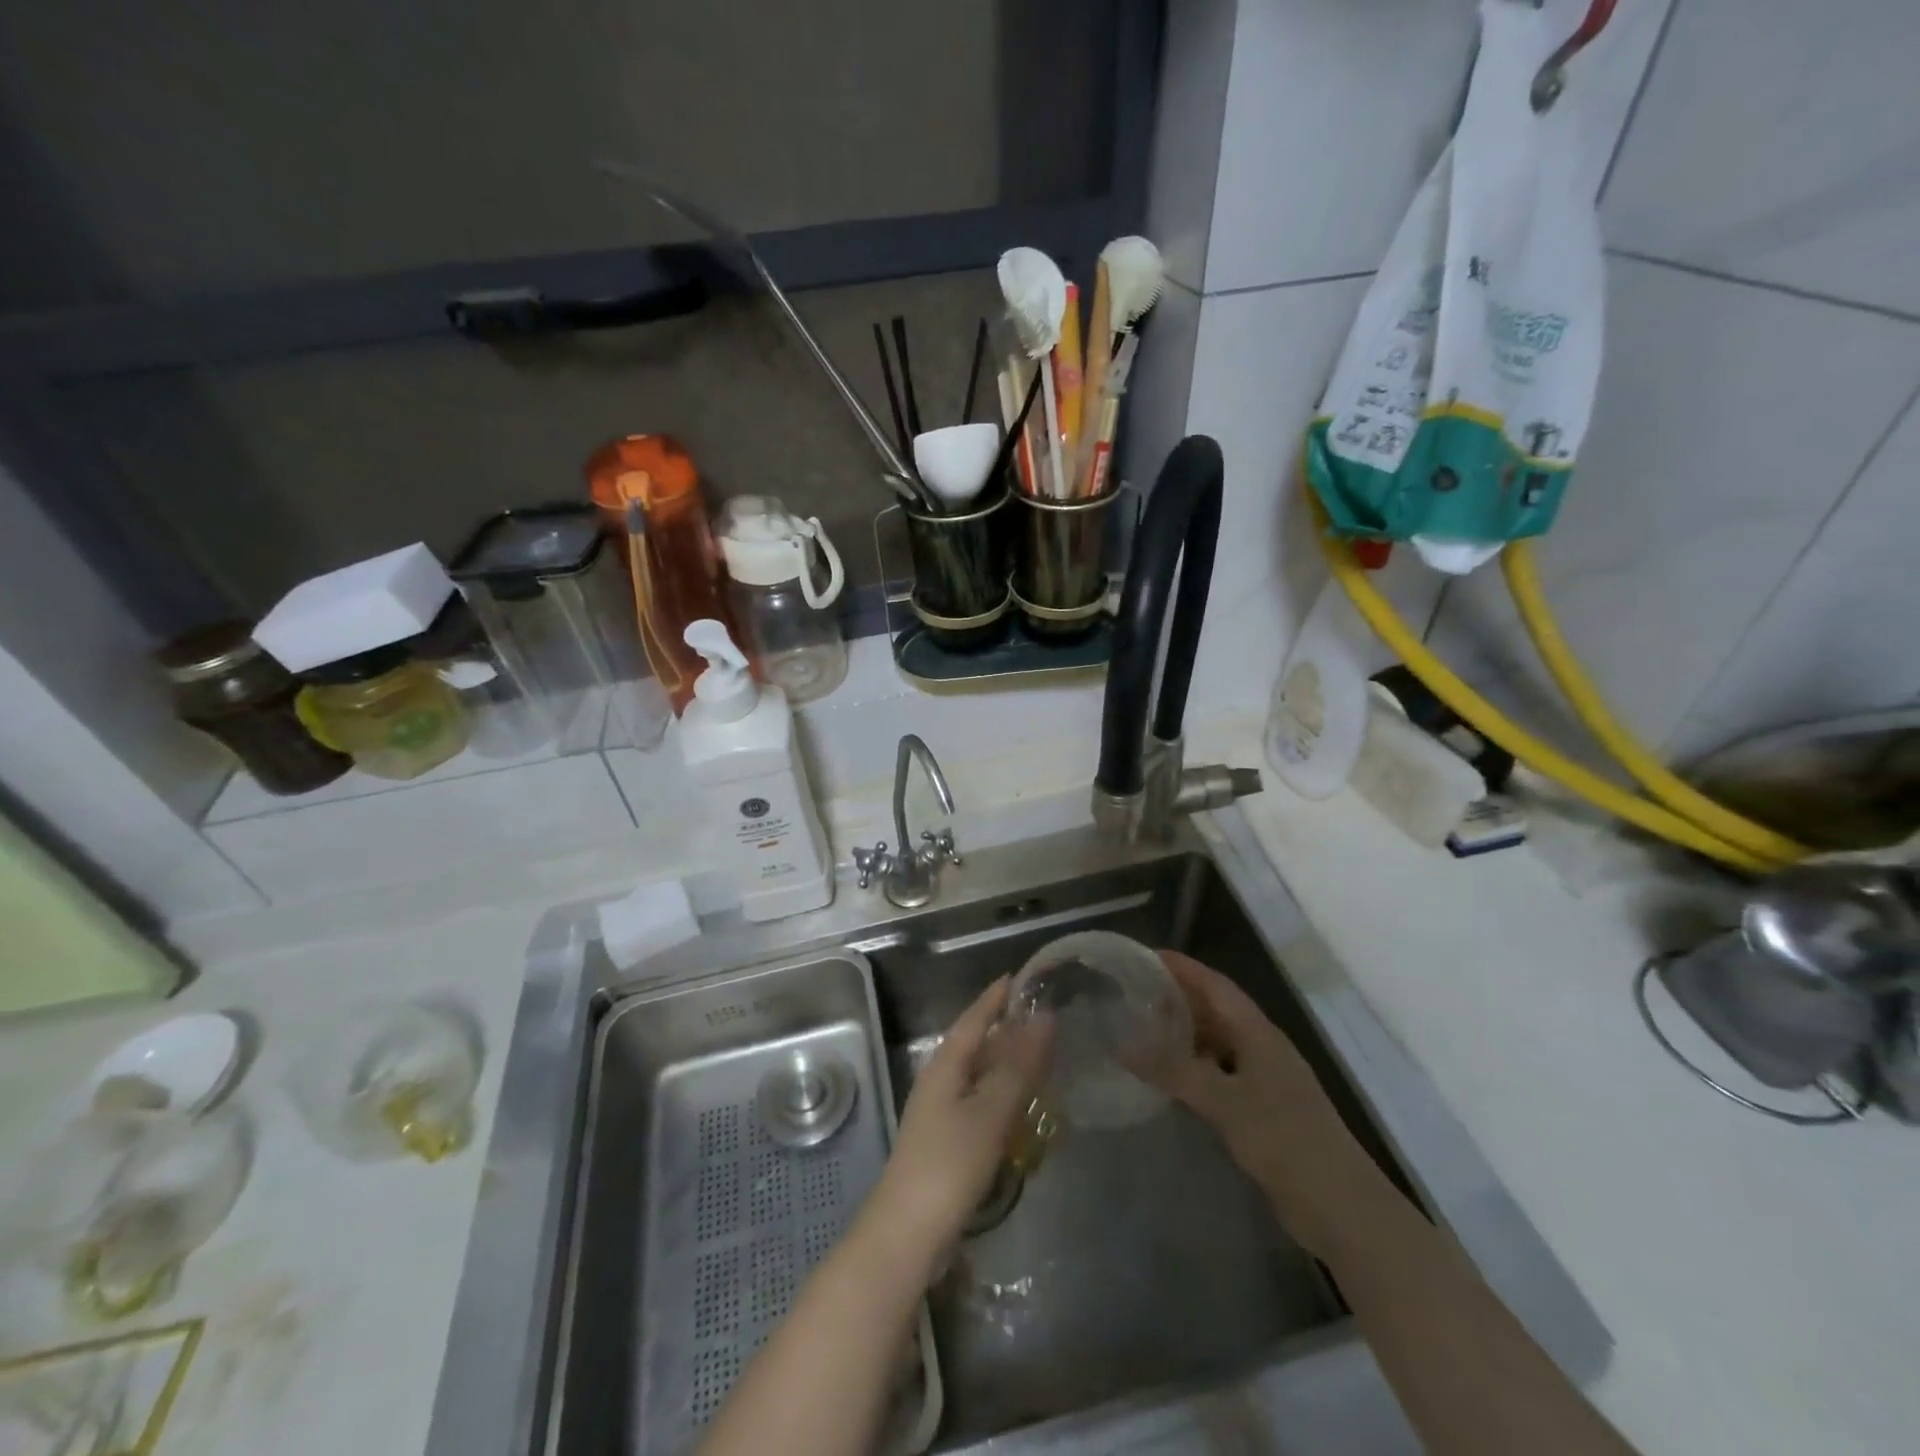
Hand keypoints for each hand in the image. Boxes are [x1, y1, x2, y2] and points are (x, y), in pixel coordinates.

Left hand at [866, 978, 1052, 1275]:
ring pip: (978, 1075)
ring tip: (1041, 1056)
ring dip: (1006, 1063)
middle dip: (1005, 1029)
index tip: (1020, 978)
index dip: (996, 997)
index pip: (973, 1018)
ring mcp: (940, 1114)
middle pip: (975, 1044)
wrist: (907, 1235)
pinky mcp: (947, 1143)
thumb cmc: (948, 1165)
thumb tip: (1044, 1017)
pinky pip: (979, 1103)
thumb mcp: (990, 1112)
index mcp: (944, 1066)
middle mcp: (939, 1082)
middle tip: (1043, 1017)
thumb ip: (1018, 1066)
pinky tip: (1022, 1108)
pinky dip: (1002, 1095)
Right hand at [1146, 951, 1386, 1258]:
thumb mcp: (1223, 1102)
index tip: (1146, 957)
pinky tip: (1171, 1080)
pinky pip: (1221, 1074)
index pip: (1216, 985)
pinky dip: (1195, 1069)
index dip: (1183, 968)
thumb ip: (1173, 1071)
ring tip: (1145, 1032)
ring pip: (1219, 1044)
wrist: (1341, 1207)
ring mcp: (1266, 1081)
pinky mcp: (1264, 1111)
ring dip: (1186, 1035)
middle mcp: (1263, 1048)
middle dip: (1180, 998)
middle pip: (1218, 1010)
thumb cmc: (1284, 1140)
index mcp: (1258, 1033)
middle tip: (1136, 994)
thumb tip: (1123, 1046)